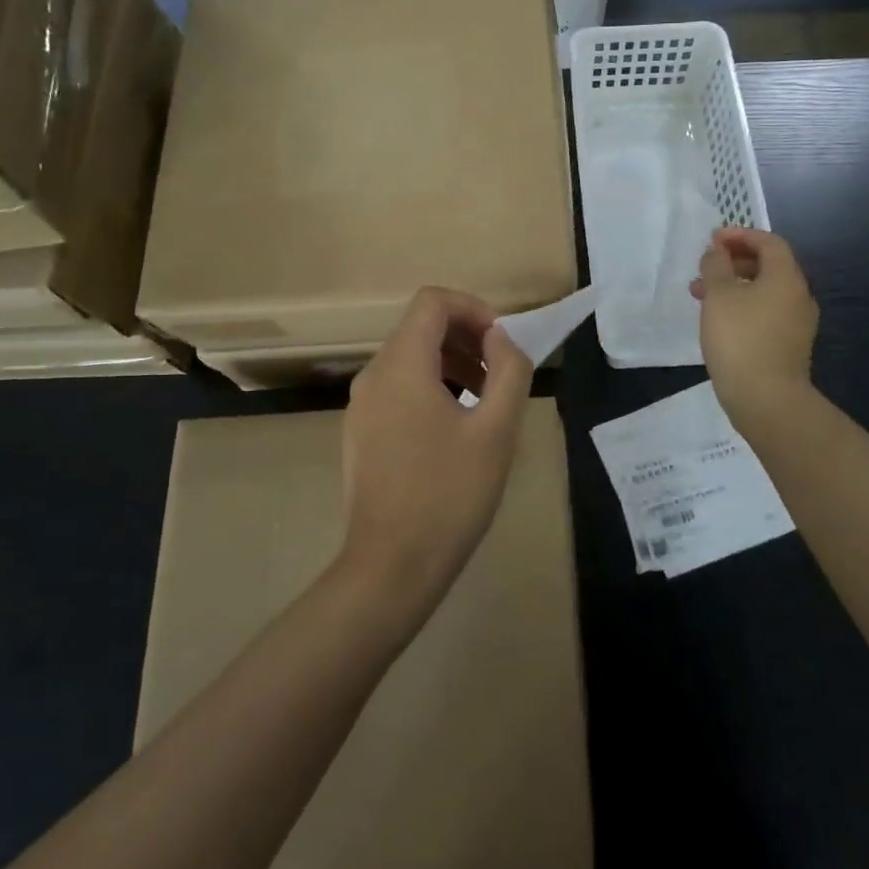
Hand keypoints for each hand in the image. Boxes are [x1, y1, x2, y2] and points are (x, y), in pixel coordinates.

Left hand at [338, 287, 535, 614]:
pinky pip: (397, 388)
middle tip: (501, 373)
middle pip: (420, 327)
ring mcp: (361, 405)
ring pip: (409, 358)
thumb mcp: (496, 429)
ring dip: (451, 363)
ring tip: (485, 401)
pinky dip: (430, 387)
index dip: (473, 308)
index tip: (502, 342)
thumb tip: (500, 338)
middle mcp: (373, 375)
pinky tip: (455, 427)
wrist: (391, 566)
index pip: (433, 301)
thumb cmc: (450, 493)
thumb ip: (508, 369)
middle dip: (466, 338)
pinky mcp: (360, 431)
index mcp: (401, 365)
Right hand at [690, 227, 818, 416]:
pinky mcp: (788, 346)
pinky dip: (742, 307)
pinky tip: (718, 321)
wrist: (766, 399)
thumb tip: (718, 251)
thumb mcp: (719, 294)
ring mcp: (796, 324)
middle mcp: (798, 296)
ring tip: (700, 296)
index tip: (713, 240)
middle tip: (705, 268)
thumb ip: (716, 266)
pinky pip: (765, 313)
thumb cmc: (740, 338)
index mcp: (786, 277)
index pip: (769, 242)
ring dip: (733, 286)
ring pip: (764, 292)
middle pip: (768, 266)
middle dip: (733, 262)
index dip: (740, 235)